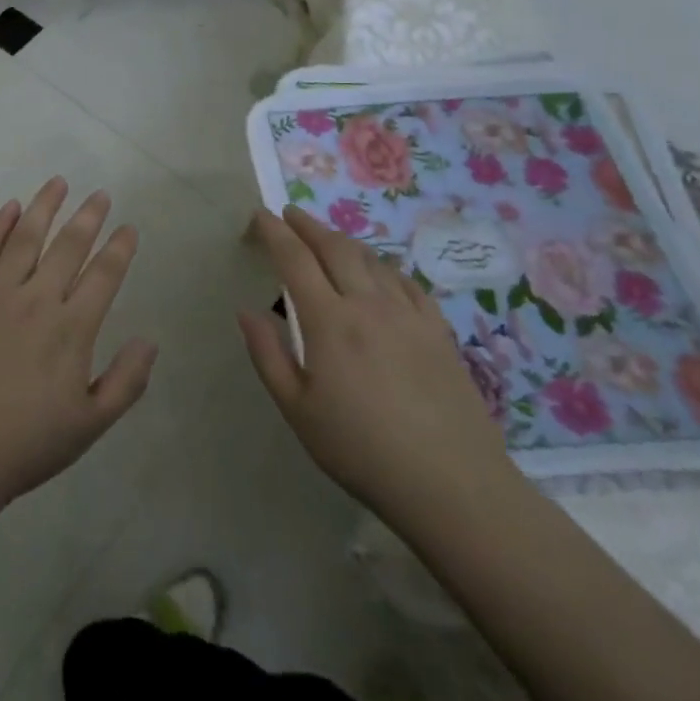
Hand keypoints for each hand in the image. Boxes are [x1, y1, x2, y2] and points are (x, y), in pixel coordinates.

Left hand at [0, 178, 157, 516]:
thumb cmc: (25, 445)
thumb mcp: (89, 426)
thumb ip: (125, 382)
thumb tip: (150, 340)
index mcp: (71, 329)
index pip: (103, 276)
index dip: (119, 248)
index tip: (128, 227)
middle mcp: (36, 300)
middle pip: (68, 246)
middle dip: (88, 217)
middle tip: (100, 193)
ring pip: (25, 238)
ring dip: (44, 207)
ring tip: (58, 182)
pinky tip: (9, 208)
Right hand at [239, 206, 520, 535]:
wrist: (453, 485)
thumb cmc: (362, 450)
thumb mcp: (298, 410)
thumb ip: (268, 355)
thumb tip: (246, 311)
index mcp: (329, 321)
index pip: (295, 259)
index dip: (274, 232)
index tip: (260, 215)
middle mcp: (368, 305)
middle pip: (335, 248)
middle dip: (308, 225)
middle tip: (290, 215)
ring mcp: (408, 315)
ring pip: (371, 259)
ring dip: (343, 241)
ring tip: (328, 239)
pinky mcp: (438, 331)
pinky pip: (405, 282)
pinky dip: (383, 266)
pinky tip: (380, 273)